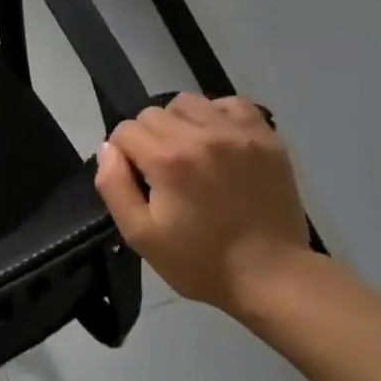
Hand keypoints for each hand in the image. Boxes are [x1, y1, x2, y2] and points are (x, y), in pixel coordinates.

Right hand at [94, 95, 312, 316]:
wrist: (272, 277)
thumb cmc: (200, 261)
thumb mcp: (140, 235)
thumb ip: (113, 186)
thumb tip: (108, 149)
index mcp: (167, 160)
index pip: (125, 130)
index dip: (123, 155)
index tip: (137, 181)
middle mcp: (201, 135)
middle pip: (152, 113)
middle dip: (147, 138)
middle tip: (162, 172)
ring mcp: (237, 133)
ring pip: (188, 103)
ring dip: (179, 122)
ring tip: (189, 152)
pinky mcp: (266, 138)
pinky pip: (231, 104)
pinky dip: (217, 115)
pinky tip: (217, 141)